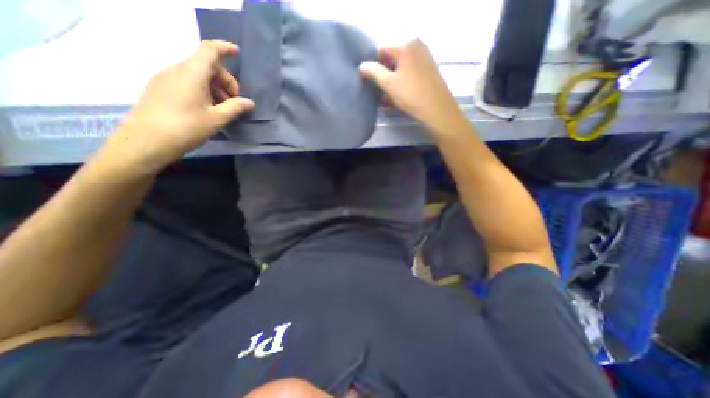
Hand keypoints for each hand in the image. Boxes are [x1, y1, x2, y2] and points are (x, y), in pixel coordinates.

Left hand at [99, 40, 255, 175]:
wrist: (146, 141)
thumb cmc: (186, 128)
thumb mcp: (217, 119)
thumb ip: (235, 107)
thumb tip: (249, 102)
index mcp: (191, 73)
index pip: (209, 50)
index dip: (224, 48)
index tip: (237, 52)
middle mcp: (176, 70)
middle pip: (206, 65)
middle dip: (225, 80)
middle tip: (235, 102)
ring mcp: (165, 79)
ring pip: (196, 75)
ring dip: (214, 88)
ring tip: (222, 109)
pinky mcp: (160, 89)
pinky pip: (186, 82)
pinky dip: (202, 91)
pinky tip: (207, 109)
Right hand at [361, 39, 467, 134]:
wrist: (437, 110)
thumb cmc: (411, 95)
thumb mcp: (388, 83)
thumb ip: (373, 72)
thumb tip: (361, 66)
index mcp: (406, 44)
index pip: (381, 50)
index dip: (373, 66)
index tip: (371, 82)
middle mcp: (417, 46)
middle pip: (391, 58)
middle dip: (383, 74)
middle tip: (379, 91)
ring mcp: (425, 58)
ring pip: (400, 68)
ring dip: (392, 81)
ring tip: (387, 97)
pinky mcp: (429, 71)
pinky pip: (409, 73)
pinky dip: (402, 82)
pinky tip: (398, 97)